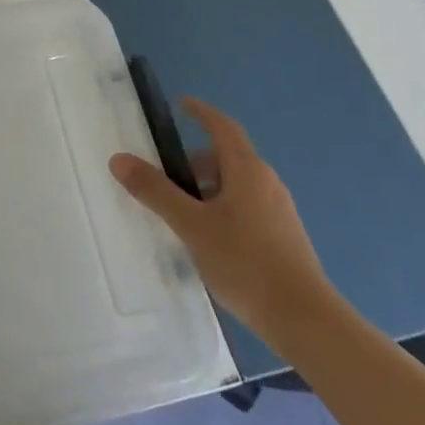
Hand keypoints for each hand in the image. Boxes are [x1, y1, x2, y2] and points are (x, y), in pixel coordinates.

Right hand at [109, 98, 333, 348]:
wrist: (305, 321)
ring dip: (207, 189)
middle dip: (195, 162)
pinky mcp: (284, 237)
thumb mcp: (191, 225)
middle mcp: (267, 183)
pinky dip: (222, 209)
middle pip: (227, 158)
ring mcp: (279, 211)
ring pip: (236, 186)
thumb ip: (155, 191)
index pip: (222, 127)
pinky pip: (246, 208)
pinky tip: (208, 241)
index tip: (181, 104)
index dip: (201, 112)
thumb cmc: (245, 262)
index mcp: (247, 170)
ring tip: (181, 215)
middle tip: (166, 178)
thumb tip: (119, 159)